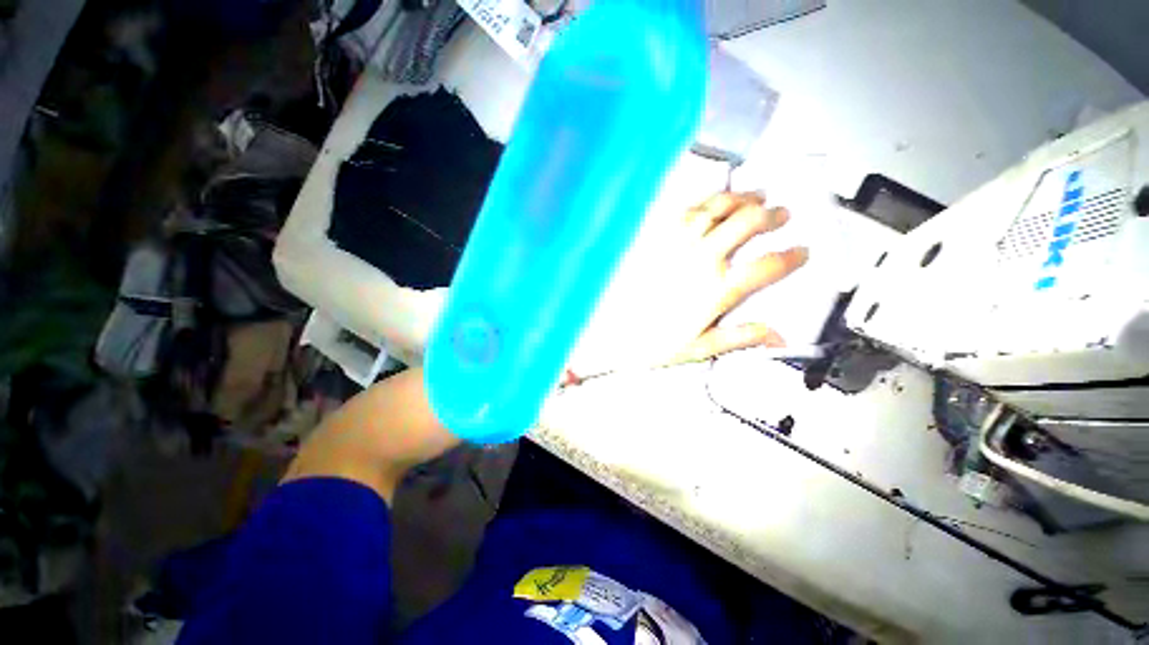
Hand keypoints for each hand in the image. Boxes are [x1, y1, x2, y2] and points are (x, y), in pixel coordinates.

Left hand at [566, 191, 807, 379]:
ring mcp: (677, 243)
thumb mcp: (697, 348)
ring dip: (743, 198)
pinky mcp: (654, 234)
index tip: (800, 252)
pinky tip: (711, 200)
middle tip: (782, 215)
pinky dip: (705, 199)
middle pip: (749, 224)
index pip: (768, 267)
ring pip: (719, 207)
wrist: (604, 330)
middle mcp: (701, 259)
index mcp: (716, 290)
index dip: (792, 257)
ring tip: (756, 196)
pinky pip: (686, 208)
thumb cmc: (645, 341)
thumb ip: (739, 338)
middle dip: (773, 215)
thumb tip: (776, 337)